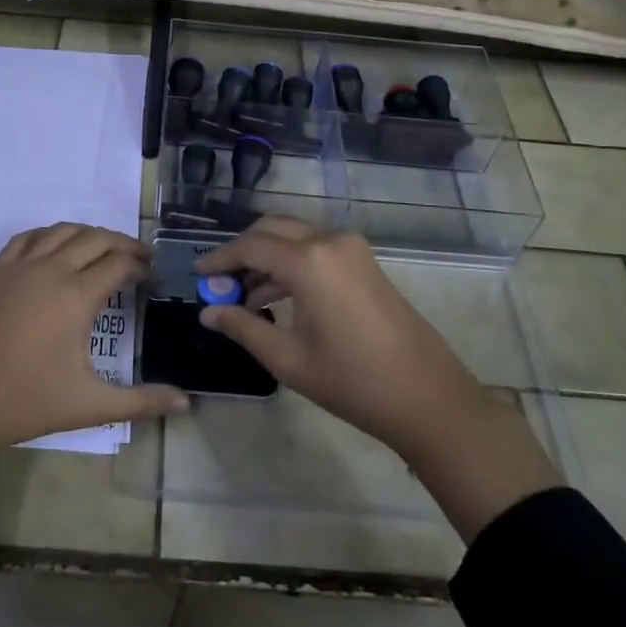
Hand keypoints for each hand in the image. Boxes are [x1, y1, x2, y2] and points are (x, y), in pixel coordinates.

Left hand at [0, 223, 188, 448]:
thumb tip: (187, 403)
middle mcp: (51, 269)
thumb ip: (141, 401)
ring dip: (89, 234)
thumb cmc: (27, 402)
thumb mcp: (90, 405)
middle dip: (123, 244)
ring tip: (104, 250)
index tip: (152, 275)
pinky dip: (50, 234)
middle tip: (138, 260)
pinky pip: (28, 237)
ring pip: (63, 230)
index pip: (119, 263)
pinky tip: (57, 248)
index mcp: (77, 295)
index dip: (141, 265)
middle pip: (96, 238)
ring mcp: (20, 266)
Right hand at [196, 216, 560, 538]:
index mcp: (308, 260)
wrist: (428, 397)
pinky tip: (276, 298)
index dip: (220, 258)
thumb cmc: (353, 381)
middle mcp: (329, 240)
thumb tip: (207, 312)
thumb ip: (243, 328)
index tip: (197, 272)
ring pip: (295, 236)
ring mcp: (352, 248)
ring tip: (243, 295)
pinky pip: (316, 248)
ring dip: (267, 257)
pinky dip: (291, 263)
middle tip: (219, 279)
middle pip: (272, 229)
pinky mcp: (364, 261)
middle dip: (242, 250)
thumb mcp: (289, 359)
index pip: (251, 246)